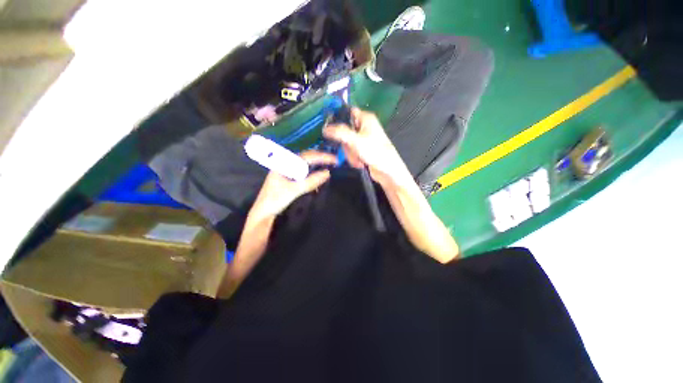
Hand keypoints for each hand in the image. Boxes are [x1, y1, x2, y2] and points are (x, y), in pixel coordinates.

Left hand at [250, 150, 337, 217]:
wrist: (262, 213)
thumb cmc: (275, 200)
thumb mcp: (294, 190)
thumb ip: (310, 181)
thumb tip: (328, 173)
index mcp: (283, 164)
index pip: (306, 156)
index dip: (321, 156)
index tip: (334, 159)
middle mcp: (285, 164)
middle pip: (305, 157)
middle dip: (320, 158)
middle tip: (334, 161)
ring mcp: (286, 171)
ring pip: (305, 164)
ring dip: (317, 163)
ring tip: (329, 164)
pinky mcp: (288, 178)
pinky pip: (302, 171)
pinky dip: (312, 171)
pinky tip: (318, 174)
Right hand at [323, 108, 412, 188]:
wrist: (387, 171)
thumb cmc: (376, 152)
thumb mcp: (356, 140)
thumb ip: (339, 133)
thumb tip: (325, 128)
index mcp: (366, 118)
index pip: (348, 112)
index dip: (338, 118)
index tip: (330, 129)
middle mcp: (364, 127)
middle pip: (344, 131)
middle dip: (346, 144)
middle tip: (352, 149)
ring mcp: (363, 140)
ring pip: (346, 143)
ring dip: (350, 153)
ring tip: (359, 158)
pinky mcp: (362, 150)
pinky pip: (351, 152)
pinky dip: (353, 158)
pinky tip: (360, 162)